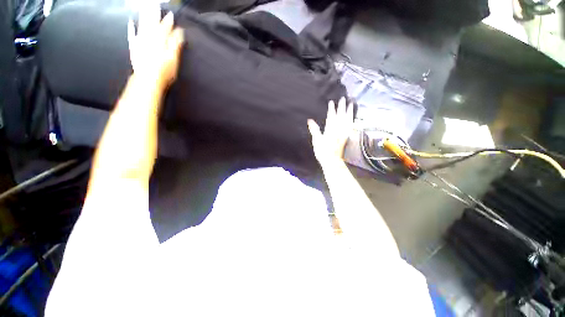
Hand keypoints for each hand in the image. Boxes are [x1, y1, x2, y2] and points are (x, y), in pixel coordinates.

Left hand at [127, 5, 184, 91]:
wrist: (148, 80)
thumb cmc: (164, 71)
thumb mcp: (174, 58)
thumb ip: (176, 44)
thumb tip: (180, 32)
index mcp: (160, 40)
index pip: (165, 28)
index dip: (168, 21)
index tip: (171, 14)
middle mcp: (149, 38)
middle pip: (152, 22)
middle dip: (154, 13)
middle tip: (154, 3)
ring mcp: (140, 42)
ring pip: (142, 26)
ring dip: (143, 16)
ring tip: (144, 6)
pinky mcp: (134, 48)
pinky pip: (132, 35)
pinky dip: (131, 29)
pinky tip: (130, 23)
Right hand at [307, 97, 353, 164]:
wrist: (332, 161)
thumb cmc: (323, 151)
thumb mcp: (316, 140)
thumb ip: (314, 130)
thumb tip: (310, 120)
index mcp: (330, 129)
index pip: (331, 116)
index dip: (331, 109)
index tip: (332, 102)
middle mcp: (338, 129)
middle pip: (341, 115)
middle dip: (341, 106)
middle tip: (343, 98)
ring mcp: (344, 133)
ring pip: (348, 119)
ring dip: (349, 111)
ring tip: (351, 104)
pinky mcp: (347, 137)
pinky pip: (351, 126)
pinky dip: (352, 120)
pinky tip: (353, 117)